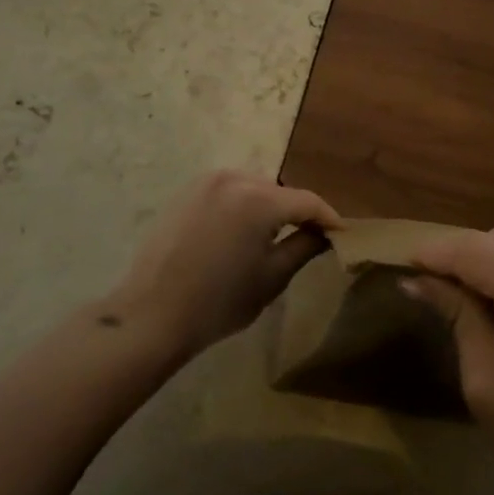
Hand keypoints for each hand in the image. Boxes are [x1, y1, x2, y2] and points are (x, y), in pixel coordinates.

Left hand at [109, 171, 339, 356]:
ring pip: (255, 188)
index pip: (307, 201)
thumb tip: (326, 233)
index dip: (328, 218)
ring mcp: (206, 182)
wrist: (150, 315)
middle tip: (311, 236)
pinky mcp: (187, 192)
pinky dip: (243, 205)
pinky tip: (243, 231)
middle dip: (298, 211)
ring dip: (270, 206)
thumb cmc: (218, 303)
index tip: (342, 234)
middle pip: (280, 191)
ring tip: (277, 234)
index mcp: (259, 199)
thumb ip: (304, 247)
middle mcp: (234, 179)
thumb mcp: (272, 278)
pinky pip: (229, 191)